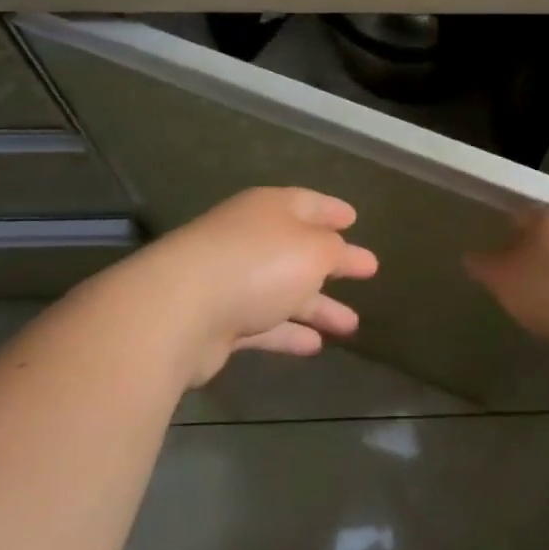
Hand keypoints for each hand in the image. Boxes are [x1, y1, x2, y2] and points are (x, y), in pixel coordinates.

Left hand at [124, 187, 377, 386]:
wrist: (180, 310)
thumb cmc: (258, 264)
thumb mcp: (313, 250)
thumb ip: (333, 251)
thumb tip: (337, 252)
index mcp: (271, 209)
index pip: (309, 203)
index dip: (333, 211)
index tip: (355, 220)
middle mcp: (251, 238)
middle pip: (299, 249)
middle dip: (333, 263)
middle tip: (367, 272)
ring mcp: (232, 279)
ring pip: (284, 290)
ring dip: (317, 306)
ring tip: (351, 325)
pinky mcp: (218, 321)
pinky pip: (263, 324)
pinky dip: (288, 333)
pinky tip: (315, 346)